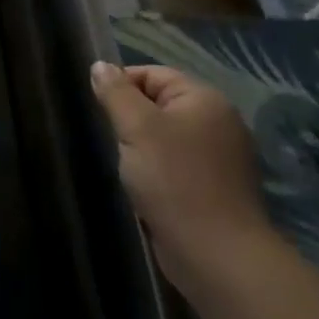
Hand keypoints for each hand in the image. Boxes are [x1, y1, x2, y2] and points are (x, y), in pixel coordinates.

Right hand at [89, 61, 273, 294]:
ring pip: (165, 136)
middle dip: (129, 118)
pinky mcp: (214, 187)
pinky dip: (155, 169)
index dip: (121, 85)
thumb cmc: (173, 180)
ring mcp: (219, 157)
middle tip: (109, 138)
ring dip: (140, 147)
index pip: (153, 74)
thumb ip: (115, 93)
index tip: (98, 110)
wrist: (215, 252)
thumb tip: (100, 66)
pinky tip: (141, 185)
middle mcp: (218, 122)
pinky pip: (175, 164)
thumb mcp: (136, 127)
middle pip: (159, 104)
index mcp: (205, 100)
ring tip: (122, 163)